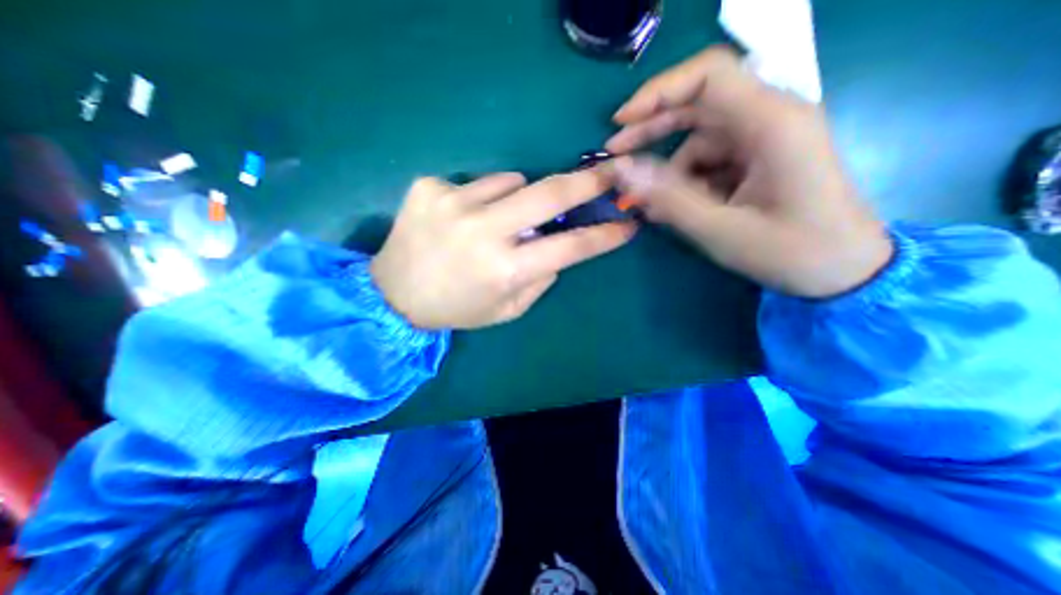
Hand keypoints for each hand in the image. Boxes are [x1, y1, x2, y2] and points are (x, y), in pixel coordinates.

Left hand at [370, 170, 631, 329]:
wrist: (393, 294)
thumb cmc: (456, 309)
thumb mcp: (506, 309)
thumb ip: (540, 279)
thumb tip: (559, 247)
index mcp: (505, 270)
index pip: (570, 247)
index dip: (604, 235)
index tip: (627, 224)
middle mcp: (483, 232)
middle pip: (550, 194)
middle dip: (587, 182)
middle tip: (609, 173)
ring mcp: (453, 202)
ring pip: (513, 180)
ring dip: (518, 197)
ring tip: (496, 219)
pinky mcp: (429, 187)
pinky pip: (477, 181)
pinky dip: (482, 196)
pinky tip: (461, 217)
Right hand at [601, 44, 889, 297]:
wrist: (843, 272)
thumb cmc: (789, 252)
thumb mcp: (718, 229)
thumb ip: (666, 198)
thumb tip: (619, 171)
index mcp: (772, 124)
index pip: (709, 76)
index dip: (658, 92)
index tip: (620, 122)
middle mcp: (769, 119)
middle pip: (698, 105)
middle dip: (651, 131)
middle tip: (617, 158)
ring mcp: (763, 140)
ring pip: (698, 141)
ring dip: (668, 171)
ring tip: (649, 205)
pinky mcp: (757, 160)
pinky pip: (709, 161)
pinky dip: (685, 182)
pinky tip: (673, 208)